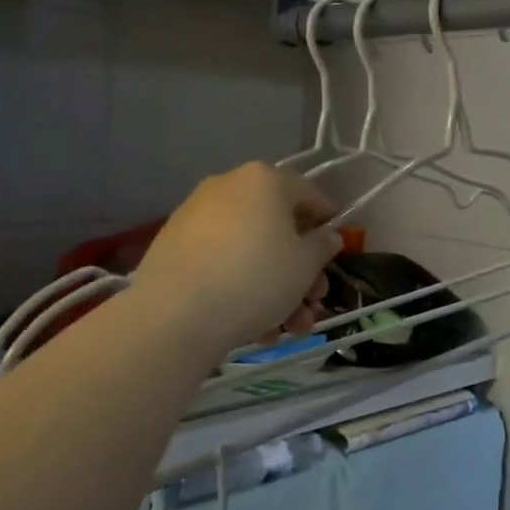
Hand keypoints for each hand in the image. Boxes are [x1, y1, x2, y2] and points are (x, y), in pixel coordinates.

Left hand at [131, 162, 341, 354]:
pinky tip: (254, 328)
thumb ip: (323, 246)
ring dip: (275, 288)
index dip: (328, 224)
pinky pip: (221, 263)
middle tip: (313, 302)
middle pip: (277, 227)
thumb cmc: (256, 277)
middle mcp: (228, 187)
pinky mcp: (173, 248)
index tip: (336, 253)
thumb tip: (327, 236)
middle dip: (301, 270)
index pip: (308, 194)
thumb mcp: (306, 264)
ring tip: (287, 330)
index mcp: (264, 179)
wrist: (175, 315)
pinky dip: (241, 288)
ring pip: (250, 250)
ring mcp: (196, 216)